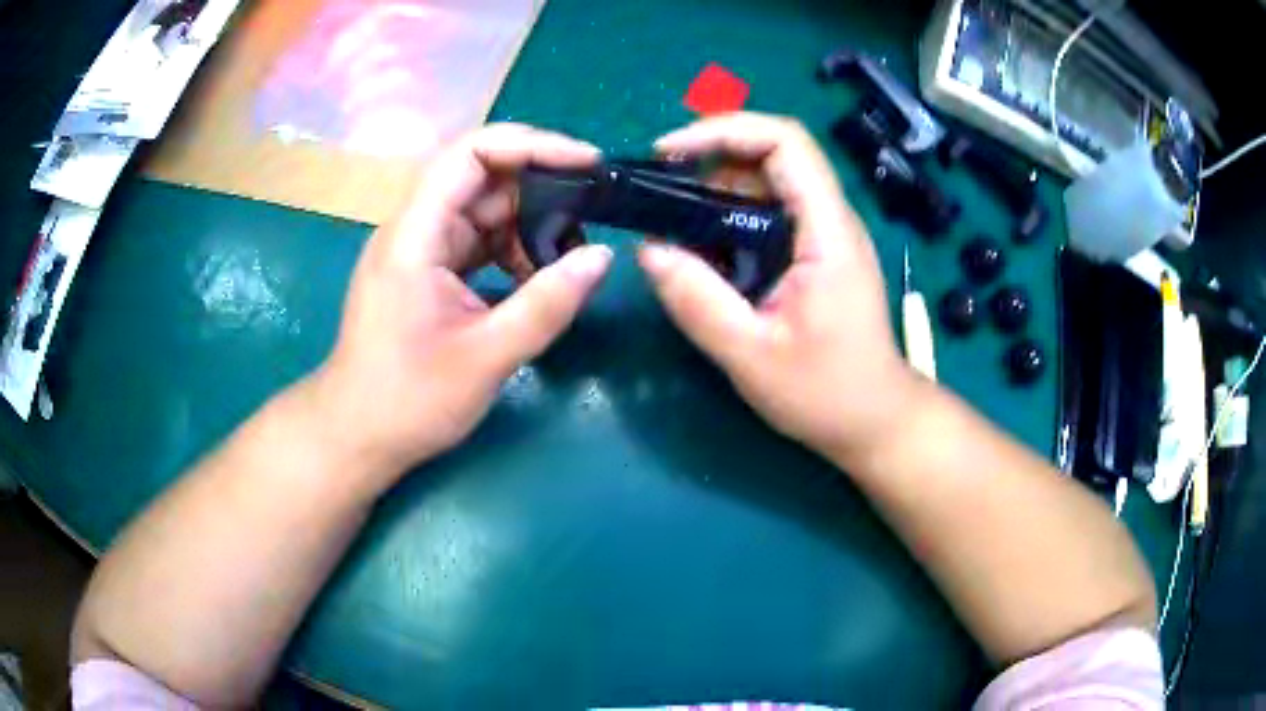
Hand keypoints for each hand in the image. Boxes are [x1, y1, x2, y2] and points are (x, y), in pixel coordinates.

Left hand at [310, 124, 612, 485]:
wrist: (356, 436)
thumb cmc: (408, 401)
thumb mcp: (486, 356)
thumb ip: (547, 304)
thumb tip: (601, 258)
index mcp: (414, 235)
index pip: (470, 154)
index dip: (531, 145)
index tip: (585, 163)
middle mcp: (413, 229)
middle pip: (480, 178)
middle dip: (539, 188)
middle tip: (592, 213)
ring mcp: (418, 251)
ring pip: (480, 210)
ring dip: (528, 224)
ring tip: (569, 254)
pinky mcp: (424, 273)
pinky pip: (474, 241)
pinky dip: (510, 250)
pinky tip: (536, 278)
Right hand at [639, 113, 919, 465]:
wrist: (875, 419)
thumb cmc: (826, 394)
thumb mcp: (751, 355)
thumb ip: (697, 302)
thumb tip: (647, 249)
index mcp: (827, 233)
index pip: (785, 142)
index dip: (724, 130)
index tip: (669, 152)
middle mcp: (831, 220)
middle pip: (774, 153)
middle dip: (712, 155)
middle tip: (660, 187)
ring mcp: (826, 235)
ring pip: (769, 181)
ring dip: (717, 186)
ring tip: (673, 219)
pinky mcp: (817, 252)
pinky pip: (771, 211)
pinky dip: (731, 214)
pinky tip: (704, 247)